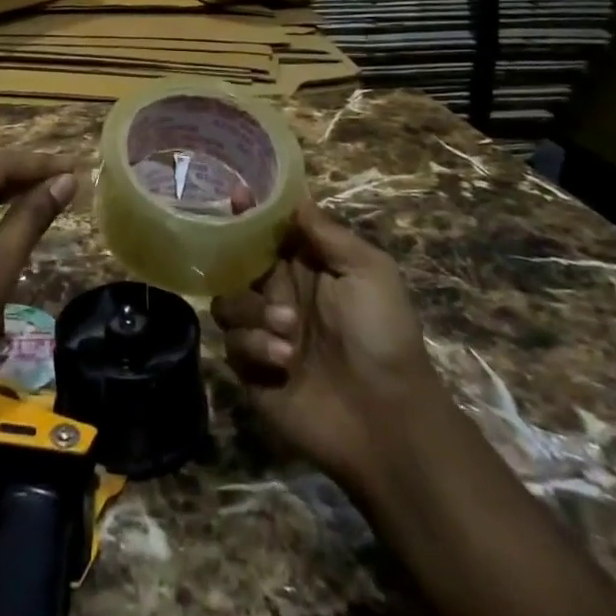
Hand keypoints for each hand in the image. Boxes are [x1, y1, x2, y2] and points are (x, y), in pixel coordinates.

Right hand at [212, 196, 438, 495]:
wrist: (388, 419)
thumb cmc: (383, 335)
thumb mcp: (369, 271)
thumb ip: (328, 233)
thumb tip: (294, 198)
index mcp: (305, 267)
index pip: (267, 231)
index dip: (250, 213)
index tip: (237, 197)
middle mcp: (278, 294)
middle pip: (235, 262)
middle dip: (242, 266)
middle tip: (268, 282)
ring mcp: (262, 331)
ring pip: (227, 302)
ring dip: (253, 313)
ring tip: (289, 332)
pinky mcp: (251, 369)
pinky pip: (231, 343)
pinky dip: (255, 346)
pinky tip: (285, 361)